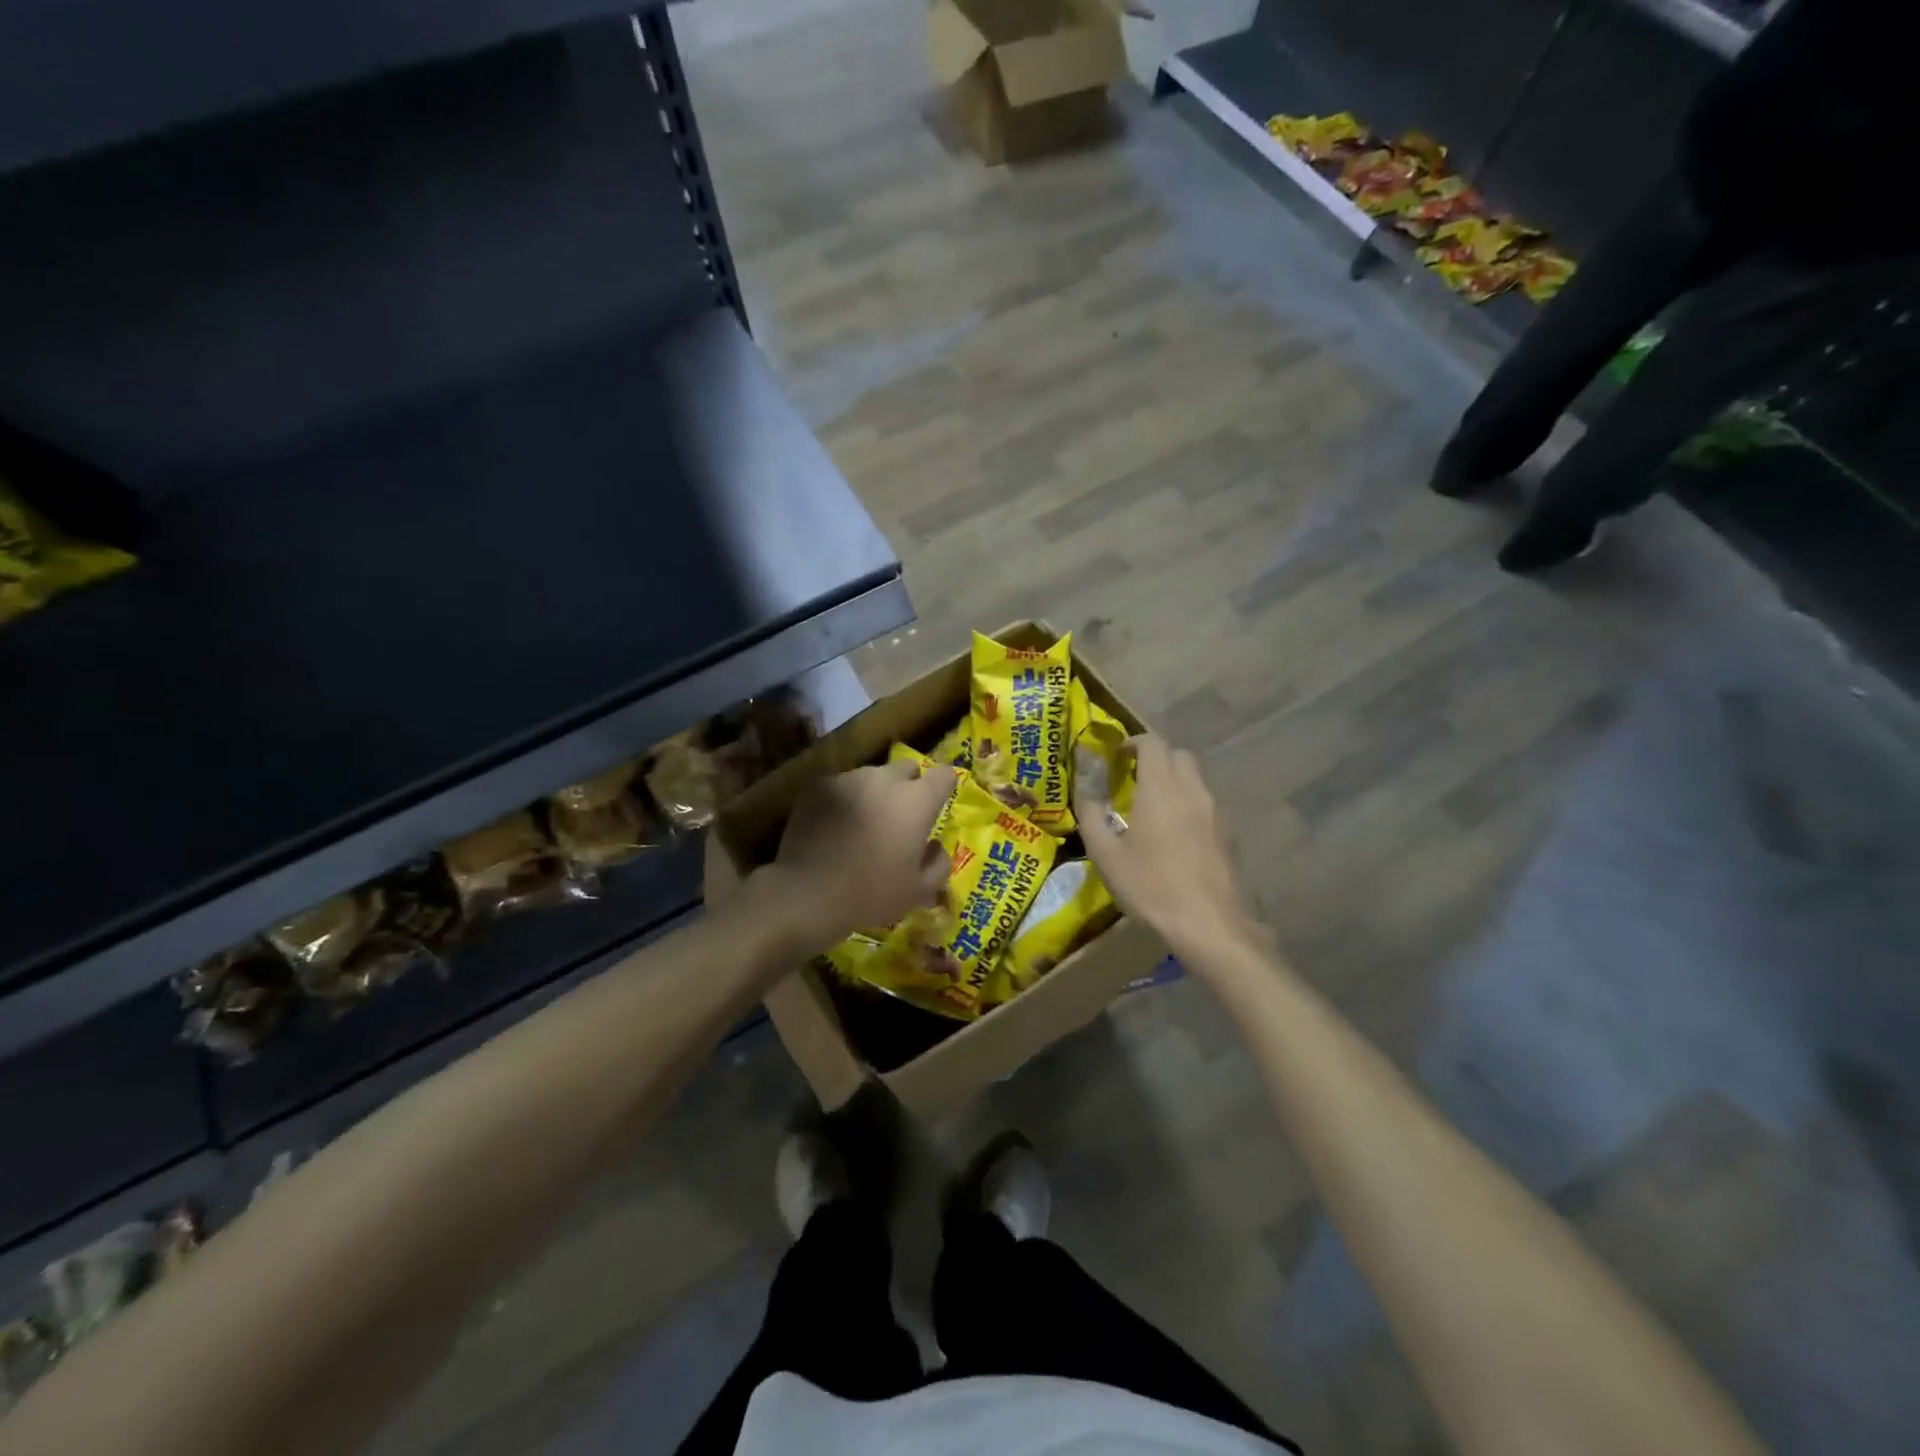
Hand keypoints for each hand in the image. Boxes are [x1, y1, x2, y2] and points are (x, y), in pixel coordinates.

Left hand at [761, 758, 952, 950]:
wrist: (807, 893)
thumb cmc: (871, 893)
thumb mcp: (918, 891)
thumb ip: (938, 863)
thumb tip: (936, 847)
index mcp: (916, 801)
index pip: (944, 774)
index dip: (945, 786)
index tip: (939, 802)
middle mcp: (885, 779)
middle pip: (907, 768)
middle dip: (909, 786)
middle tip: (900, 817)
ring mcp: (848, 779)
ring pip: (871, 777)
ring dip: (874, 793)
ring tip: (863, 823)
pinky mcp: (818, 786)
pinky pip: (841, 786)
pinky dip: (845, 800)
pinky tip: (835, 827)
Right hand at [1076, 736, 1261, 959]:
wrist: (1208, 924)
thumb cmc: (1150, 887)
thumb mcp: (1106, 854)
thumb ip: (1091, 814)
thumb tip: (1085, 789)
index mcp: (1161, 789)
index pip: (1152, 743)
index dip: (1133, 742)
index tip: (1116, 756)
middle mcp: (1192, 790)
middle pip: (1178, 755)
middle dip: (1156, 759)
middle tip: (1133, 779)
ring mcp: (1215, 811)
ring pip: (1195, 779)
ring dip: (1174, 781)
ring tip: (1152, 808)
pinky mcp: (1228, 833)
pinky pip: (1206, 803)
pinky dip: (1188, 804)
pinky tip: (1175, 834)